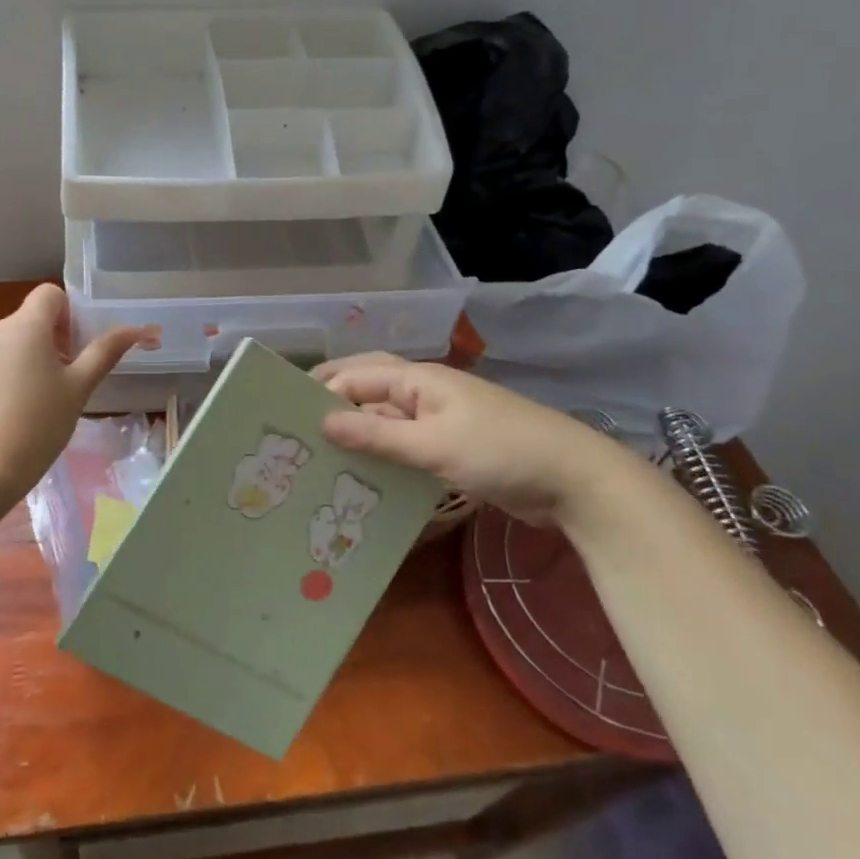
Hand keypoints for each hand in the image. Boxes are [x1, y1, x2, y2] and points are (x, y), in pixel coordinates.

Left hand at [0, 285, 150, 496]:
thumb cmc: (39, 423)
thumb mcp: (79, 388)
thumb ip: (105, 352)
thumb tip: (136, 329)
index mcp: (25, 326)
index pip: (49, 294)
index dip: (67, 314)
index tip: (74, 349)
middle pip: (28, 321)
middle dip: (48, 342)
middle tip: (61, 382)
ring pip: (5, 346)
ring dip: (23, 361)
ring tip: (33, 405)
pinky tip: (6, 418)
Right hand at [311, 354, 637, 526]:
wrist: (575, 481)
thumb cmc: (501, 451)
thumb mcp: (434, 445)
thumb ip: (377, 435)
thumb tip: (322, 422)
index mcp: (417, 380)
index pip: (355, 377)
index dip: (320, 393)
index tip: (284, 417)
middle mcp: (422, 394)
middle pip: (366, 392)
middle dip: (332, 406)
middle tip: (295, 432)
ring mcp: (437, 422)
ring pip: (383, 422)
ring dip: (355, 436)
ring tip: (318, 459)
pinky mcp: (449, 450)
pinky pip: (403, 447)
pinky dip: (381, 457)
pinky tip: (361, 479)